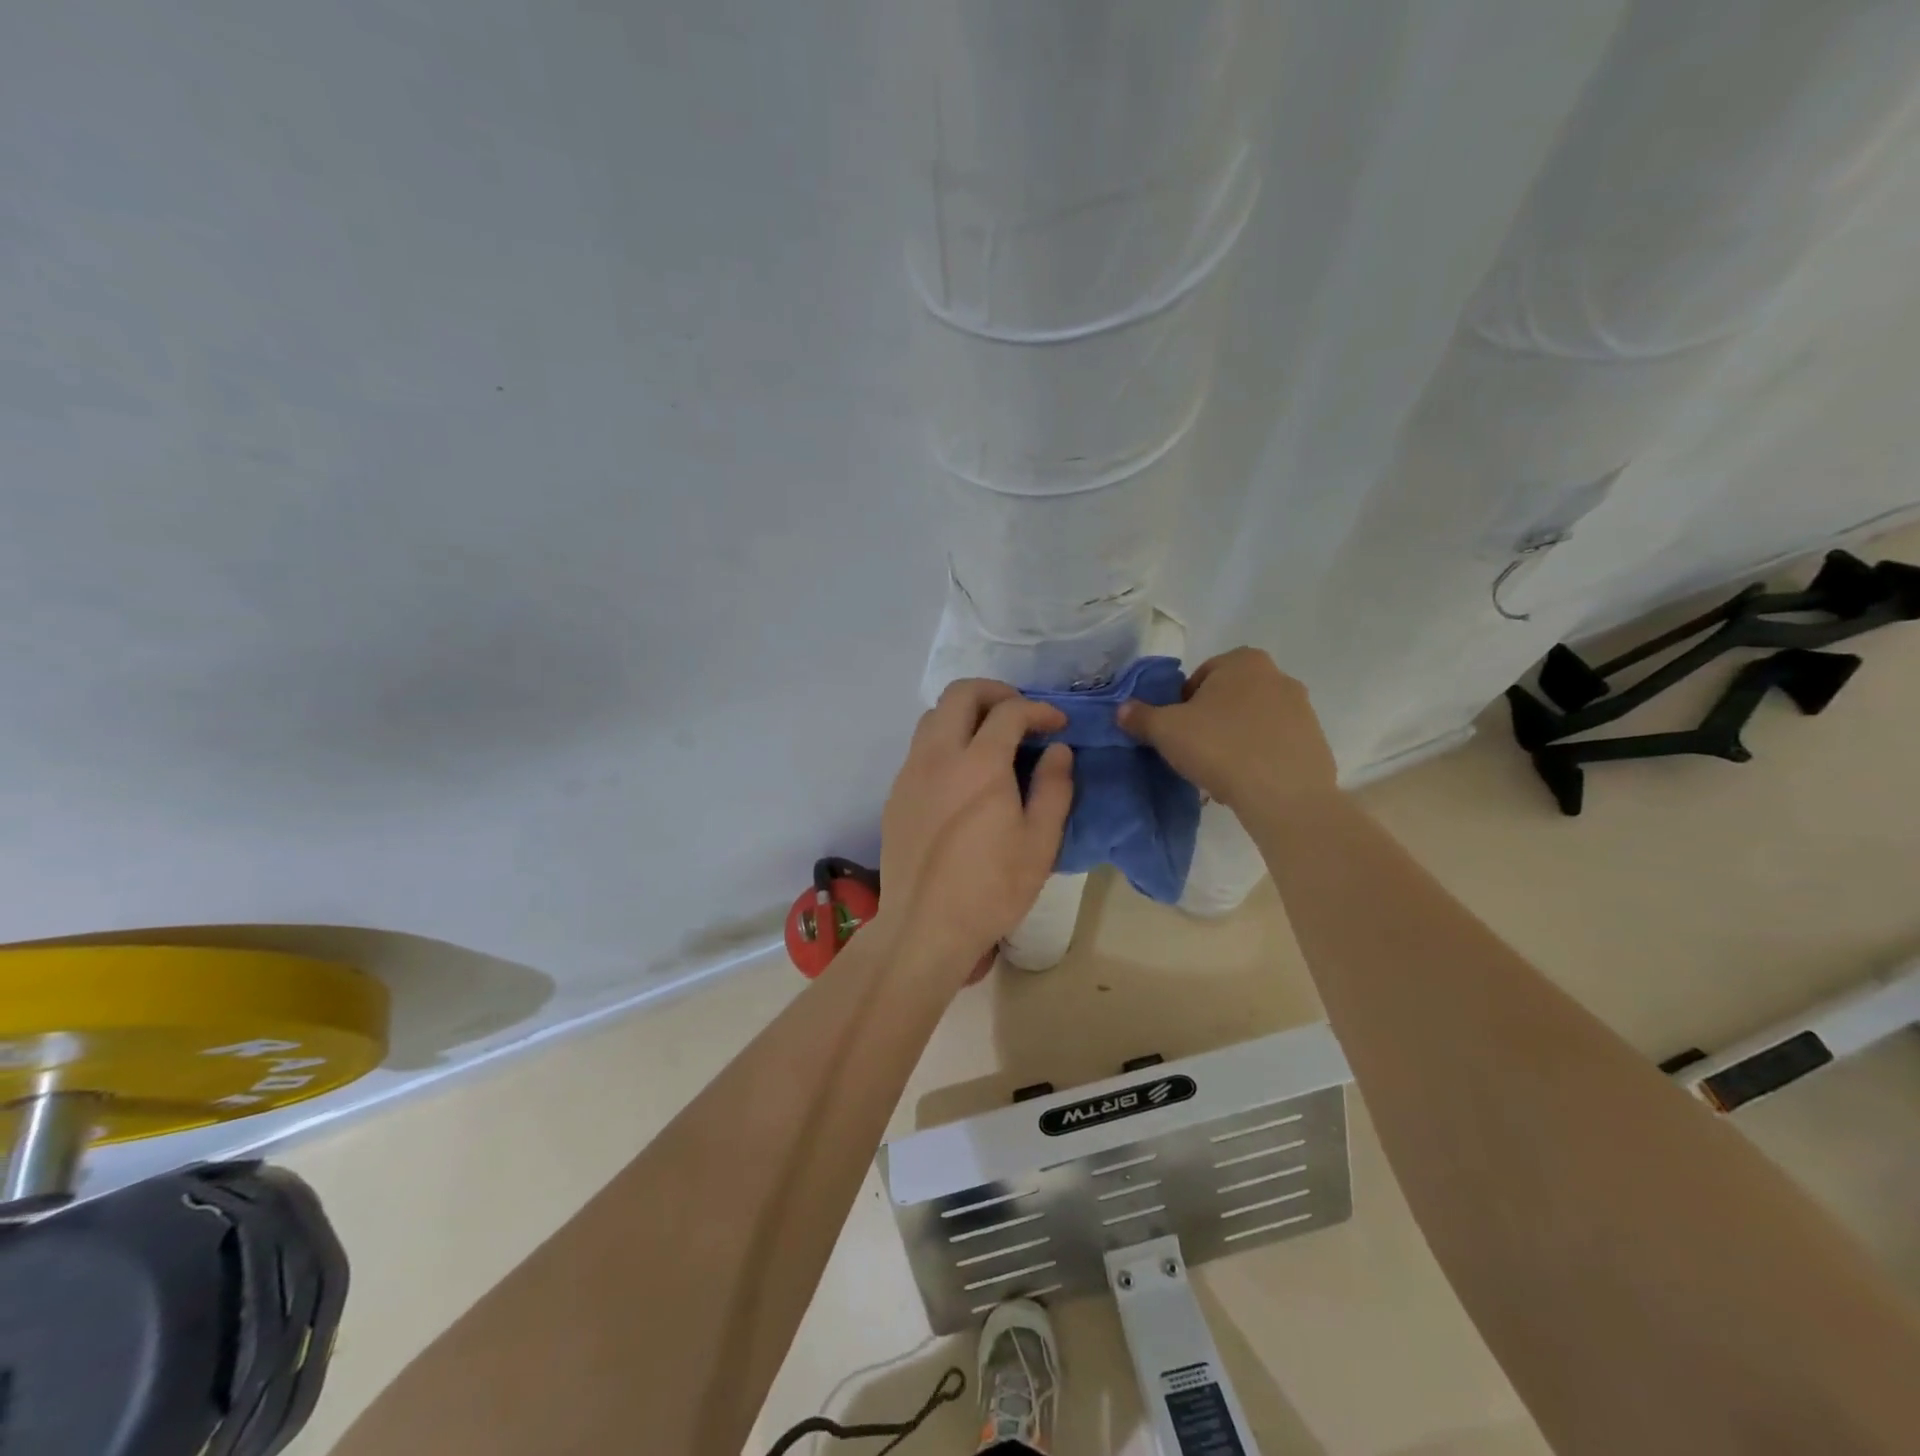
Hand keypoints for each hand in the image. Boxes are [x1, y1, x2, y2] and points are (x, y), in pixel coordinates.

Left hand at [879, 680, 1073, 974]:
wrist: (924, 926)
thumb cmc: (991, 888)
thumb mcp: (1040, 843)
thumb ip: (1054, 788)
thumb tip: (1058, 751)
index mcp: (979, 765)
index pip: (1009, 711)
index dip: (1039, 710)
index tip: (1058, 725)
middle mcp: (938, 756)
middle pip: (960, 693)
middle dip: (995, 692)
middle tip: (1020, 715)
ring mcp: (910, 772)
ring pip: (933, 716)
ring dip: (965, 713)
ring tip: (991, 738)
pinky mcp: (896, 793)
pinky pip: (919, 746)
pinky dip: (944, 739)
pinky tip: (962, 772)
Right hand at [1117, 647, 1336, 811]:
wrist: (1285, 797)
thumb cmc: (1220, 748)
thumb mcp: (1166, 730)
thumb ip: (1140, 716)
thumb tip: (1122, 709)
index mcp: (1243, 662)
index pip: (1200, 677)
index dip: (1181, 705)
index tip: (1176, 732)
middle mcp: (1279, 677)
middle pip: (1228, 698)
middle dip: (1210, 721)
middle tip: (1194, 752)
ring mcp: (1303, 710)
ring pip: (1252, 723)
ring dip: (1234, 741)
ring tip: (1218, 772)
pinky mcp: (1316, 743)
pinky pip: (1275, 747)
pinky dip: (1258, 759)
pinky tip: (1244, 783)